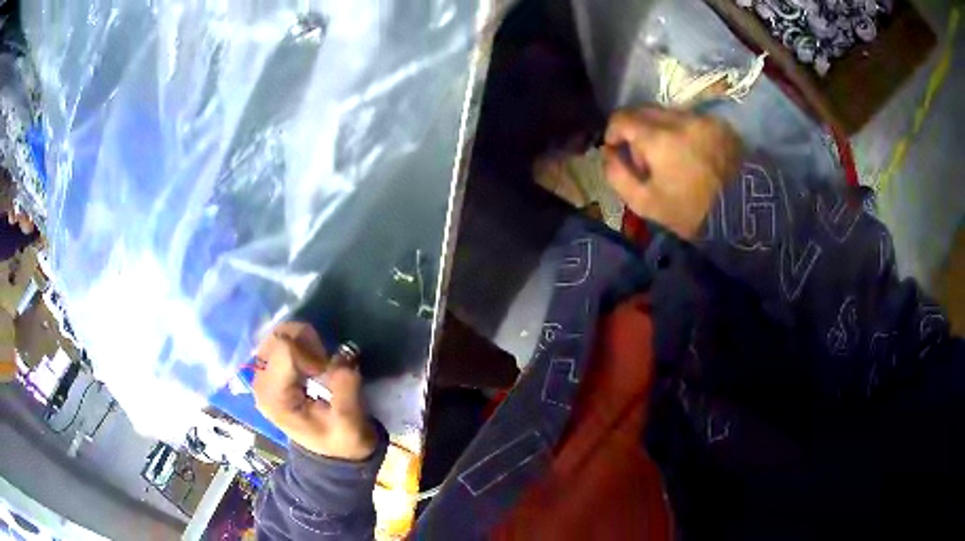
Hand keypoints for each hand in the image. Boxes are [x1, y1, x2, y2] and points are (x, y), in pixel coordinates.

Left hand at [252, 322, 376, 460]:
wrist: (333, 455)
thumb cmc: (341, 439)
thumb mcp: (349, 420)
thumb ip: (345, 386)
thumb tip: (346, 353)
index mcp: (275, 398)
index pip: (284, 349)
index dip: (311, 352)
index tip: (326, 371)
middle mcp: (261, 384)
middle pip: (276, 336)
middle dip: (305, 341)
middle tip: (324, 362)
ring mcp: (261, 377)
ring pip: (276, 335)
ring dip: (302, 341)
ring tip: (318, 363)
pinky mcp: (268, 373)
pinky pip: (278, 343)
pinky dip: (298, 345)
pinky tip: (310, 363)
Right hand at [602, 108, 742, 239]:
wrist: (741, 215)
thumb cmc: (690, 213)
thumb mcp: (645, 203)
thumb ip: (617, 175)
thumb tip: (607, 152)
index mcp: (658, 138)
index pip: (622, 117)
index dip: (612, 132)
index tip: (616, 149)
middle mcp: (679, 119)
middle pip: (643, 110)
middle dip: (635, 129)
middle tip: (644, 158)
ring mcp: (702, 119)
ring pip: (667, 113)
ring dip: (659, 129)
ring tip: (670, 158)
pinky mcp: (719, 124)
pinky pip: (690, 119)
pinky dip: (682, 132)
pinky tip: (691, 155)